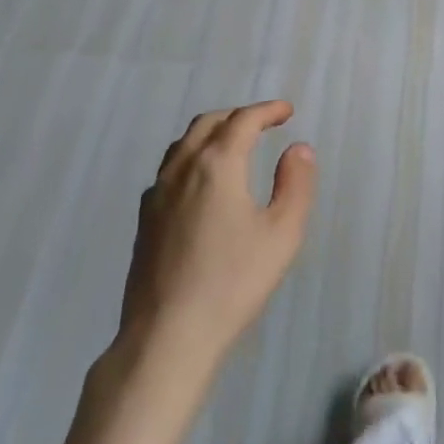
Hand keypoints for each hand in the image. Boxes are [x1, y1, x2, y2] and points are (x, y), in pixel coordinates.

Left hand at [121, 101, 316, 382]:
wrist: (169, 333)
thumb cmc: (234, 281)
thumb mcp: (283, 233)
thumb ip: (295, 184)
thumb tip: (299, 149)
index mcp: (217, 165)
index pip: (242, 120)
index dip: (267, 111)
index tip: (286, 111)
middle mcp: (182, 169)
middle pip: (207, 124)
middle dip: (237, 116)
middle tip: (263, 123)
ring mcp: (157, 194)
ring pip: (183, 145)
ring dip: (212, 133)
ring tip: (234, 145)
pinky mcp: (144, 219)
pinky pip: (169, 169)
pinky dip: (192, 157)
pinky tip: (201, 183)